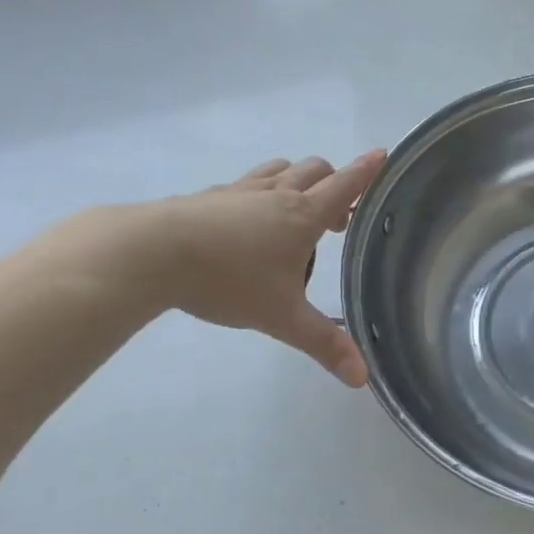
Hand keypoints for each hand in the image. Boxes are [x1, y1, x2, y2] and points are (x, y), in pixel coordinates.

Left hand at [158, 151, 386, 386]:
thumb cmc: (228, 280)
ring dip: (295, 180)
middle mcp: (274, 195)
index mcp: (301, 216)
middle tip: (337, 216)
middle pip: (313, 170)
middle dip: (333, 182)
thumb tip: (362, 379)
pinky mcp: (207, 197)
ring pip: (277, 170)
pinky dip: (257, 193)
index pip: (344, 186)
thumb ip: (323, 344)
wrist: (152, 253)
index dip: (366, 171)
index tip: (382, 154)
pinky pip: (242, 185)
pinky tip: (244, 218)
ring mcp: (238, 192)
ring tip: (295, 209)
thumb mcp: (282, 318)